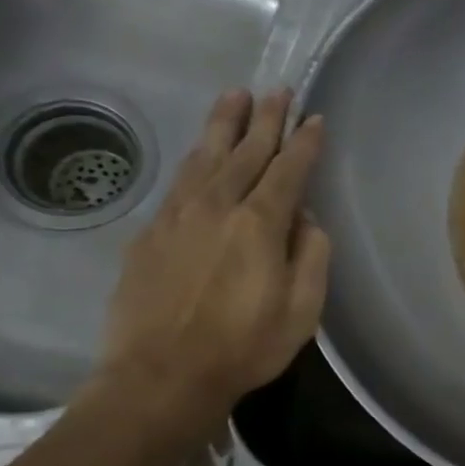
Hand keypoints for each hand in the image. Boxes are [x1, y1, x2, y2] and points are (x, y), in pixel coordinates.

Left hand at [91, 89, 329, 431]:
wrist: (161, 375)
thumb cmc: (244, 347)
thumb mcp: (302, 310)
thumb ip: (311, 257)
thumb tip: (305, 220)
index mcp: (259, 225)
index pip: (288, 171)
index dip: (303, 143)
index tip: (314, 118)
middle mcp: (217, 206)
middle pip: (245, 151)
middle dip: (264, 119)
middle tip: (276, 90)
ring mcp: (177, 216)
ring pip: (205, 156)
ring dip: (223, 124)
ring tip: (235, 97)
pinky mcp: (150, 232)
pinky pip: (179, 180)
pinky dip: (196, 157)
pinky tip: (201, 151)